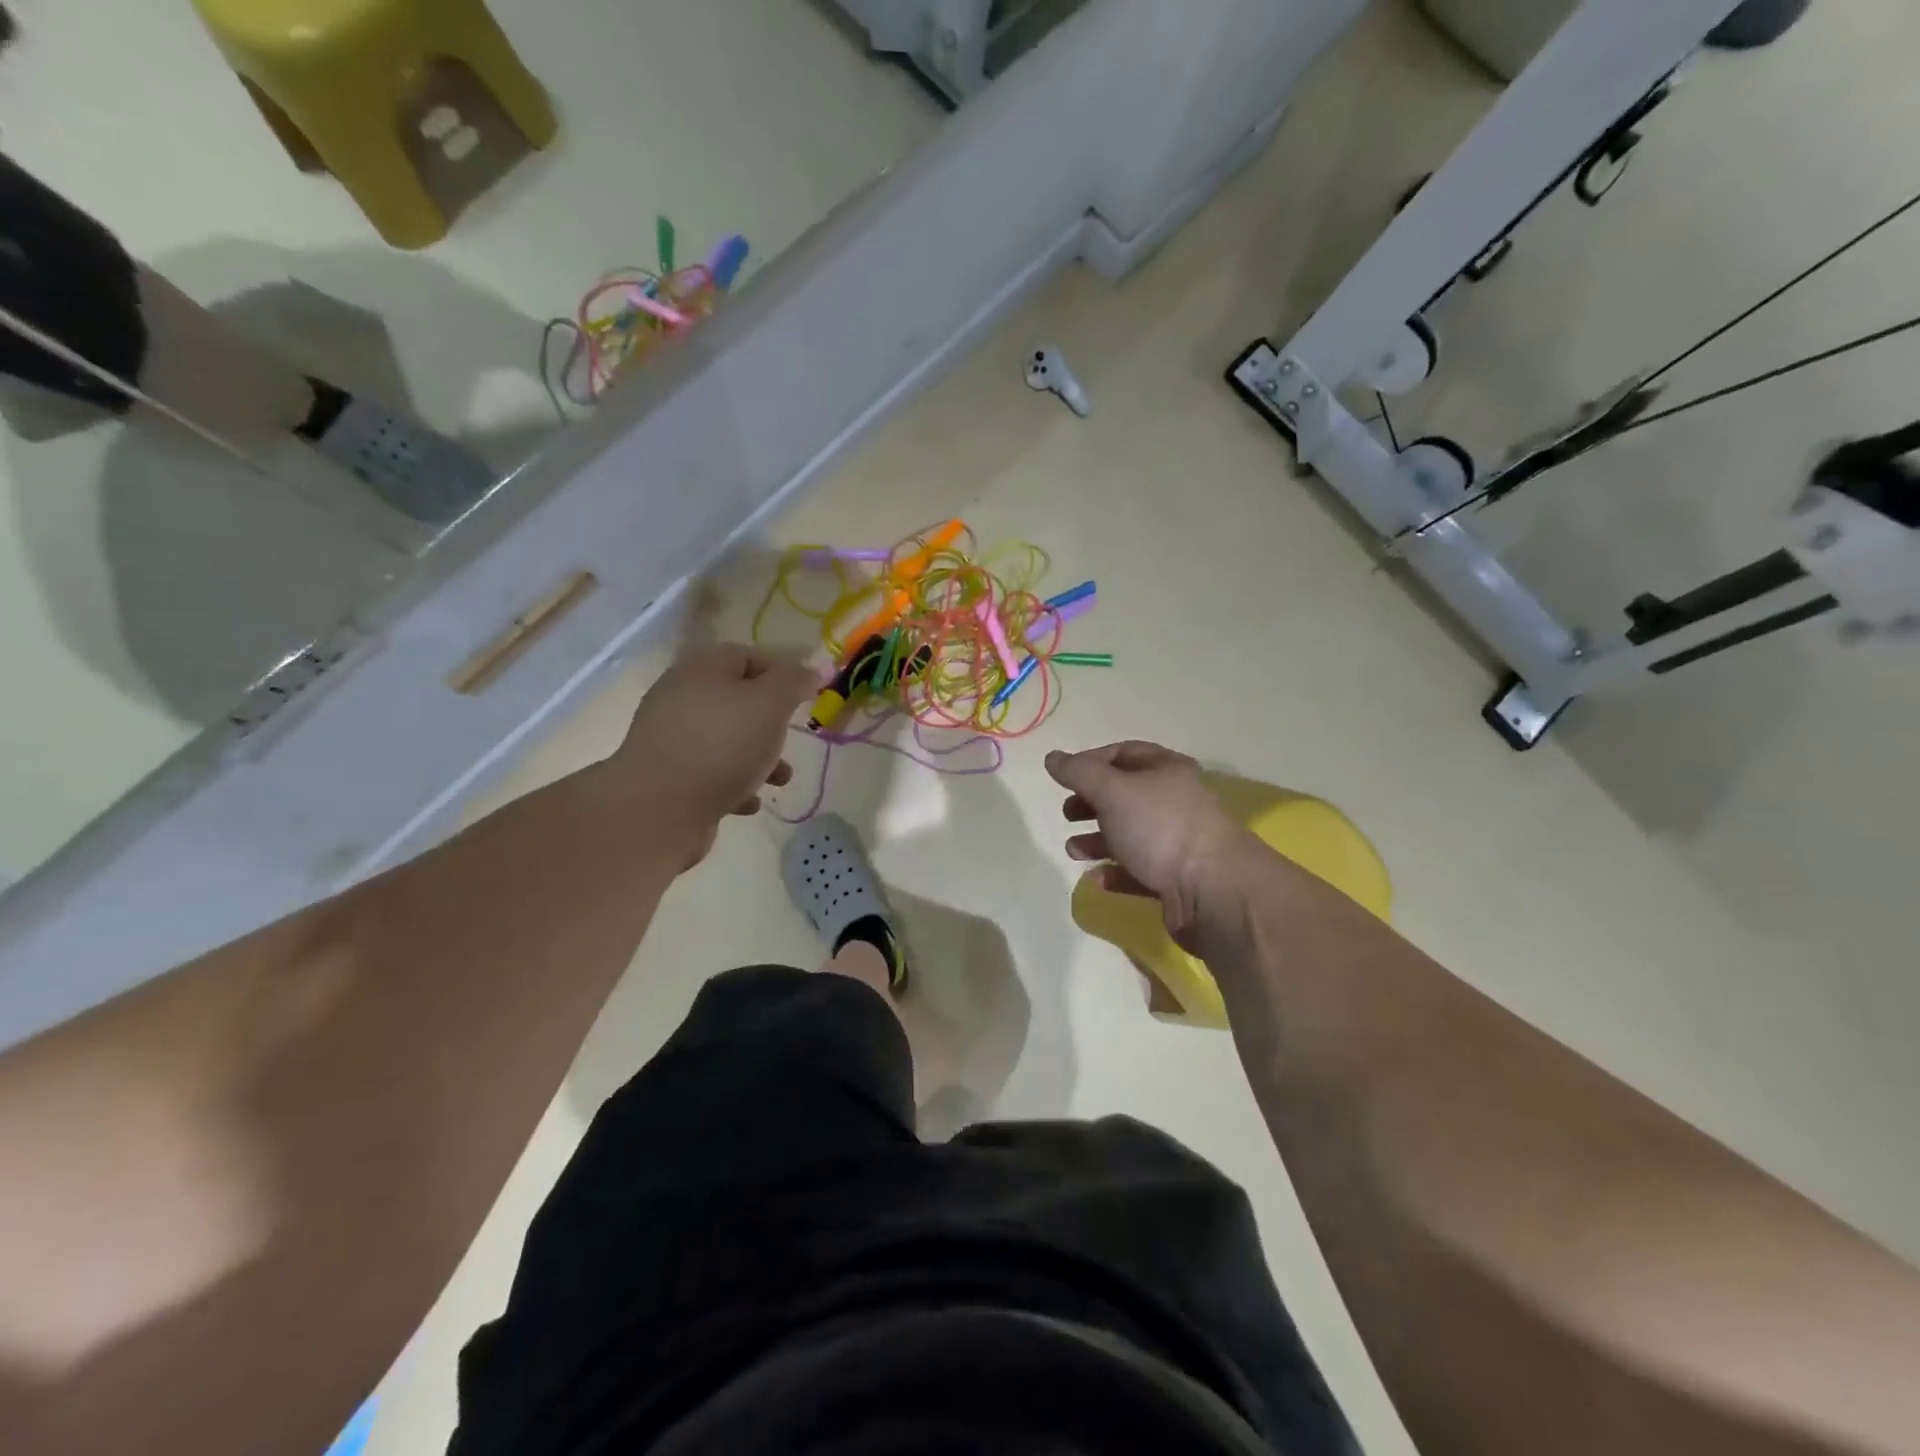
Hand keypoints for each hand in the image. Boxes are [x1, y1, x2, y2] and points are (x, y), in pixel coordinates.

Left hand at [611, 644, 819, 864]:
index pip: (745, 656)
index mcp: (702, 670)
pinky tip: (748, 803)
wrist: (659, 808)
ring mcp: (671, 740)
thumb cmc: (722, 745)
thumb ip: (794, 682)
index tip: (803, 698)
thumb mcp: (770, 703)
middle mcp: (681, 698)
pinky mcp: (669, 777)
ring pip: (726, 740)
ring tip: (779, 780)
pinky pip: (710, 773)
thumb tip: (811, 669)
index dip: (778, 673)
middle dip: (770, 722)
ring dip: (758, 758)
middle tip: (789, 738)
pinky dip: (734, 784)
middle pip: (736, 700)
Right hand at [1045, 742, 1260, 948]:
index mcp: (1167, 770)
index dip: (1091, 761)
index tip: (1063, 778)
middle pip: (1125, 795)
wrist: (1214, 891)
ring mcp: (1177, 842)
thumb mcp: (1113, 791)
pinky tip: (1097, 879)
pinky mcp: (1175, 880)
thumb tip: (1052, 757)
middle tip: (1068, 813)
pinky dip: (1114, 873)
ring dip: (1097, 840)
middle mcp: (1175, 801)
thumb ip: (1078, 773)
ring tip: (1073, 850)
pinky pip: (1138, 872)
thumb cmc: (1161, 828)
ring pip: (1129, 834)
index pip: (1124, 753)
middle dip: (1091, 802)